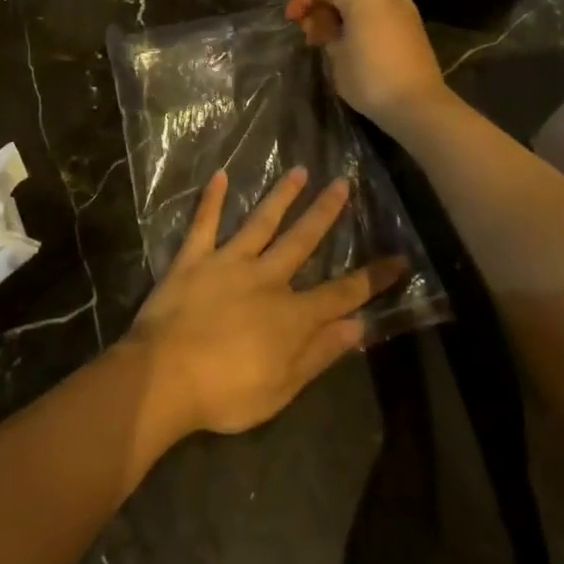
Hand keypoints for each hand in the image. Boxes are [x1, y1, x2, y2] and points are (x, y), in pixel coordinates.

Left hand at [127, 168, 406, 438]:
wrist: (164, 376)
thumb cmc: (225, 392)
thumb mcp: (282, 387)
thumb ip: (319, 353)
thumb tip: (358, 326)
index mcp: (291, 314)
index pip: (342, 293)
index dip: (372, 278)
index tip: (398, 258)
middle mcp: (266, 278)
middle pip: (302, 241)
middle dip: (325, 213)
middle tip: (342, 183)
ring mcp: (228, 263)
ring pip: (260, 222)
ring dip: (281, 196)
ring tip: (299, 170)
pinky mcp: (193, 259)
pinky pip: (204, 223)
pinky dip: (212, 200)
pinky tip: (220, 175)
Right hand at [284, 0, 448, 133]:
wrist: (418, 105)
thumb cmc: (369, 78)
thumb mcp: (335, 55)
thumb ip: (325, 32)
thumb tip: (325, 26)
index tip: (291, 21)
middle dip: (322, 8)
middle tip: (309, 35)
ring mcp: (403, 9)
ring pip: (362, 3)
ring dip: (341, 16)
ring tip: (327, 42)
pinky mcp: (413, 27)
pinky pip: (378, 15)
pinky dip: (360, 23)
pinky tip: (350, 45)